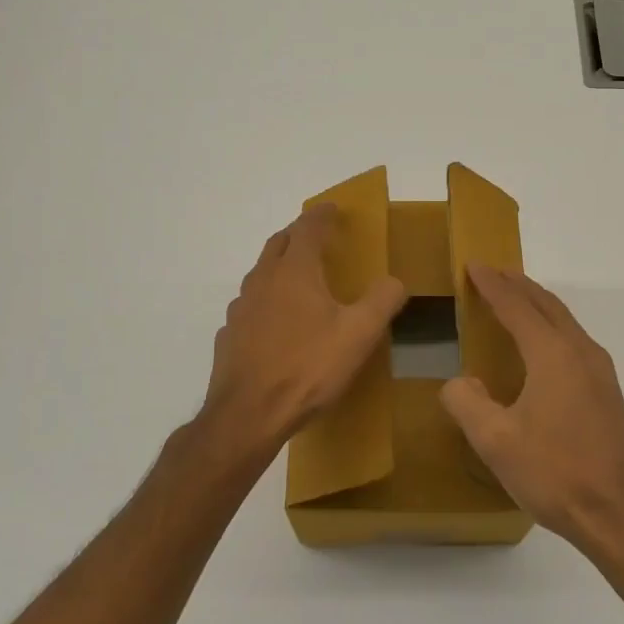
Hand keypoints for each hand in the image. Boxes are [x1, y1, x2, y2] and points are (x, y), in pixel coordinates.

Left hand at [198, 204, 406, 461]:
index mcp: (295, 271)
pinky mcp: (229, 335)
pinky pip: (250, 305)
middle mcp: (263, 281)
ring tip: (298, 278)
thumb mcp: (359, 334)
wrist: (248, 415)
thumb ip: (382, 300)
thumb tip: (393, 280)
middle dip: (298, 234)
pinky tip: (276, 322)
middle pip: (279, 243)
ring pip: (261, 273)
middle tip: (316, 237)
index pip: (308, 228)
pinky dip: (266, 300)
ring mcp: (241, 308)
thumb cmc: (308, 368)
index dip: (322, 214)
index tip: (332, 208)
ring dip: (280, 266)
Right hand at [441, 265, 623, 554]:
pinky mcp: (608, 392)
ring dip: (537, 304)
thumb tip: (460, 382)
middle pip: (546, 305)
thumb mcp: (495, 441)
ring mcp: (600, 371)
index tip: (473, 265)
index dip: (492, 285)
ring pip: (564, 320)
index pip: (516, 306)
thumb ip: (467, 403)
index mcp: (552, 354)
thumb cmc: (554, 472)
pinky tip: (542, 345)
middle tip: (492, 272)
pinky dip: (551, 326)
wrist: (619, 514)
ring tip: (515, 299)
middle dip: (518, 285)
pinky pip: (574, 340)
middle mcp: (580, 351)